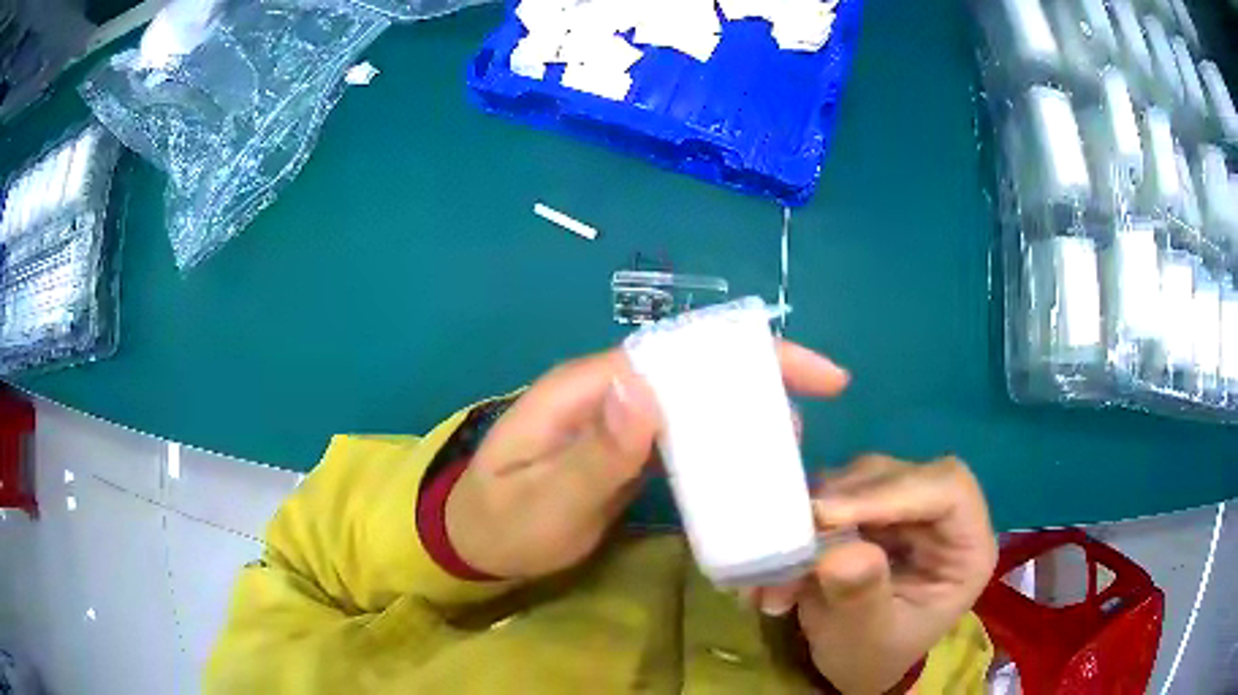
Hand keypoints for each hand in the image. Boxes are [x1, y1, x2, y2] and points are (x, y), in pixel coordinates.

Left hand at [446, 343, 849, 579]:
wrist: (475, 541)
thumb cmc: (501, 523)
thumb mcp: (545, 499)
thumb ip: (595, 451)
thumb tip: (647, 387)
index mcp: (587, 387)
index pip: (680, 354)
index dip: (751, 356)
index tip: (819, 379)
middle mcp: (608, 390)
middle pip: (696, 370)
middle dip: (760, 385)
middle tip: (805, 431)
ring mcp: (619, 418)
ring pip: (695, 402)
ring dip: (745, 418)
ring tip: (788, 453)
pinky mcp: (628, 447)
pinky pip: (684, 435)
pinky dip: (721, 445)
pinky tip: (749, 469)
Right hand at [753, 455, 996, 693]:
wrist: (853, 662)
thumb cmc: (872, 657)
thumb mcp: (867, 638)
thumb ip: (861, 597)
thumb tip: (843, 551)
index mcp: (967, 547)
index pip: (948, 489)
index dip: (892, 491)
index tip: (827, 514)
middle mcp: (944, 517)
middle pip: (901, 475)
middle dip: (844, 502)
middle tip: (794, 535)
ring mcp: (908, 508)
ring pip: (864, 477)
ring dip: (817, 513)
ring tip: (783, 562)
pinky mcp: (875, 509)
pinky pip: (837, 492)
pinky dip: (805, 518)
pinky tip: (784, 556)